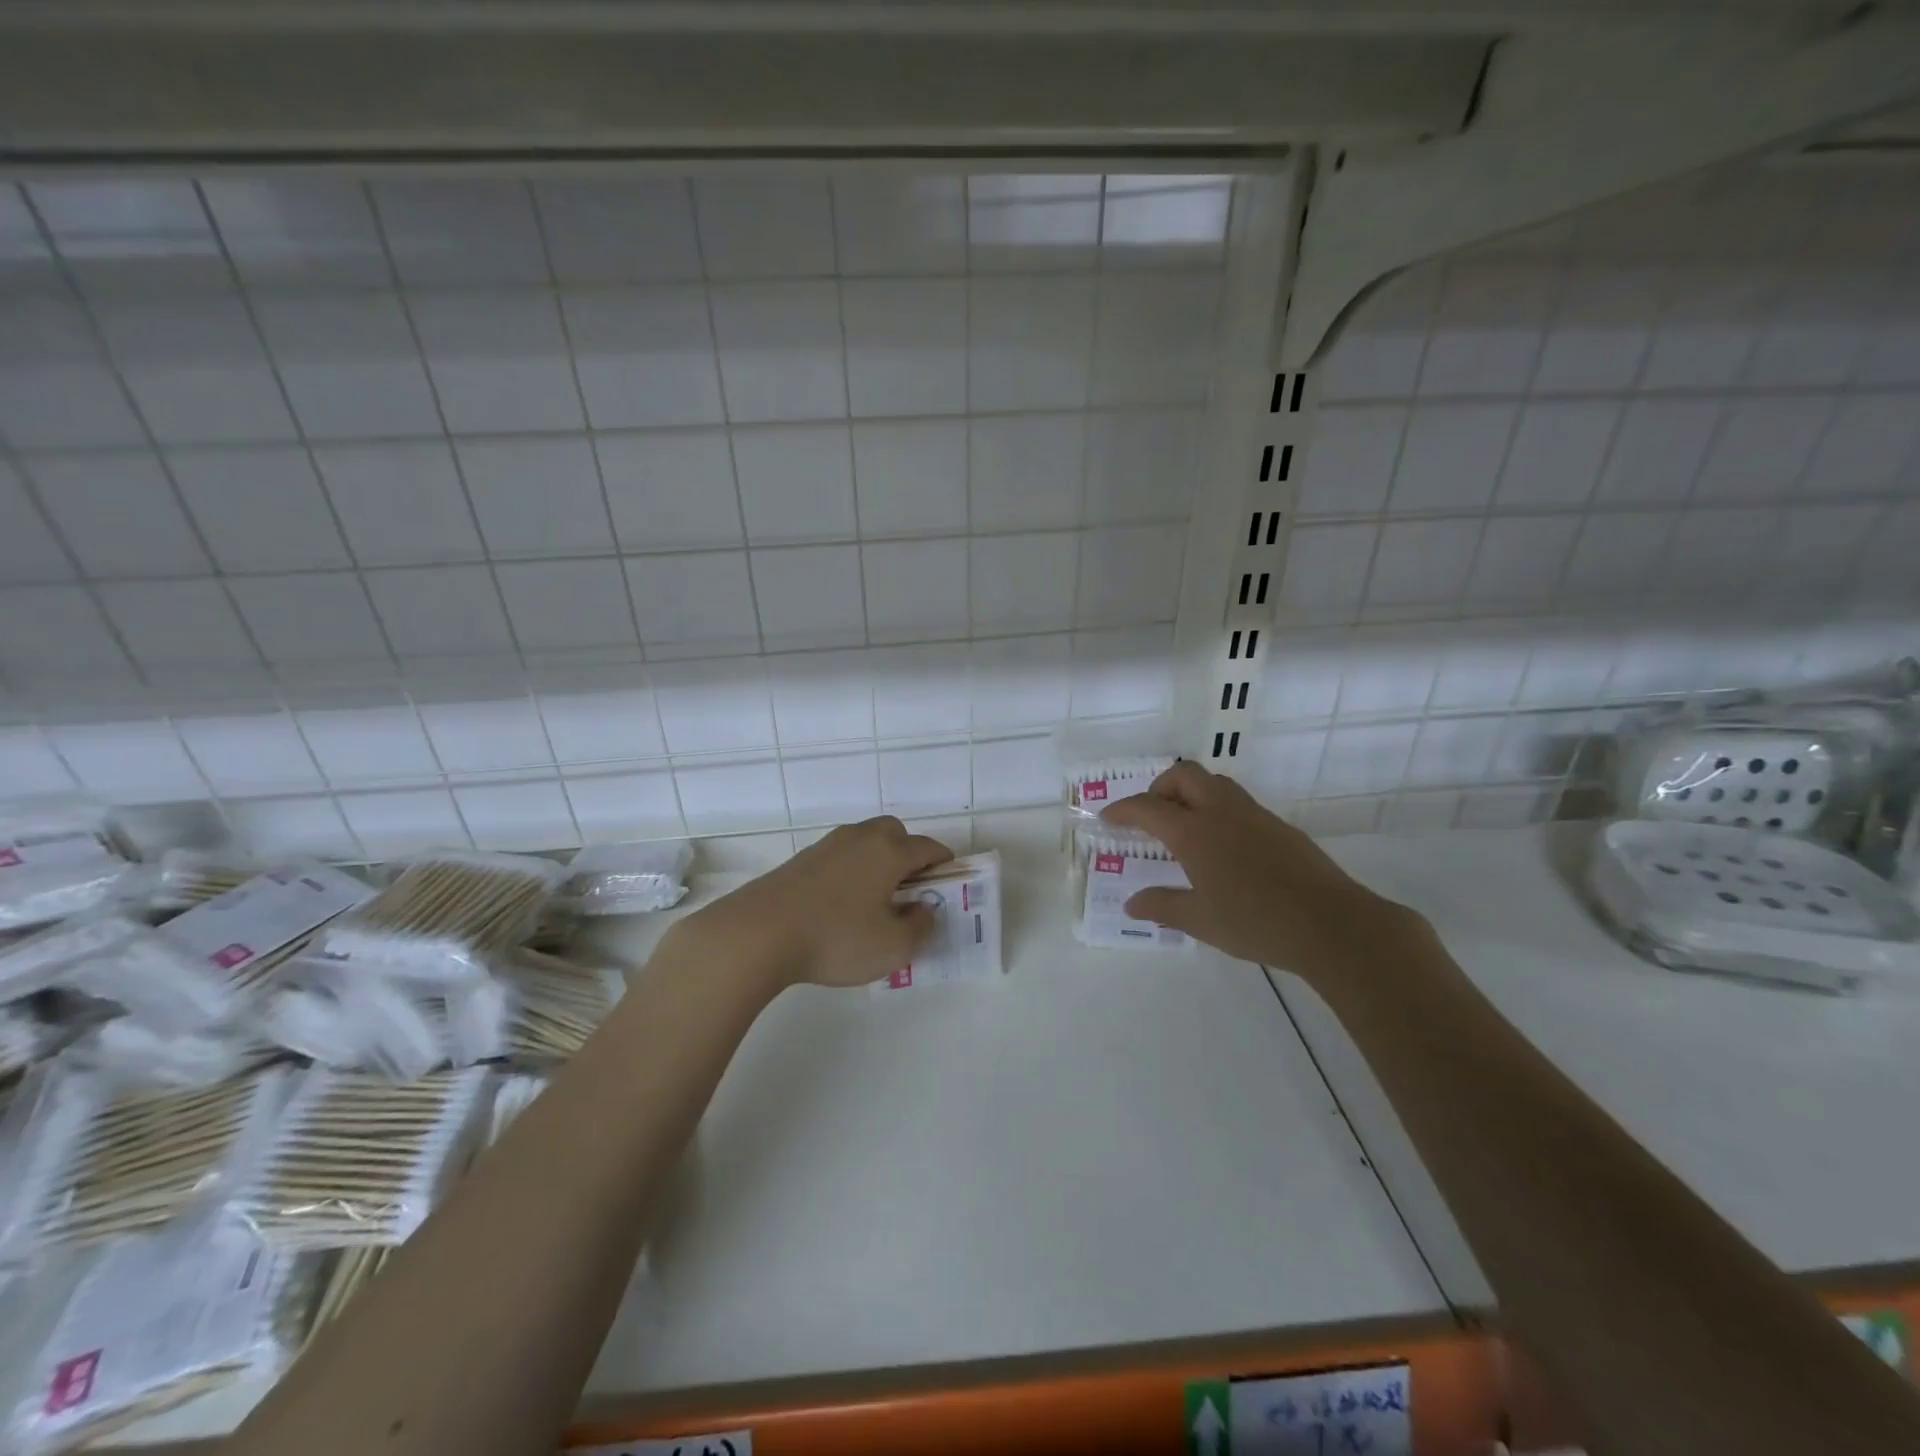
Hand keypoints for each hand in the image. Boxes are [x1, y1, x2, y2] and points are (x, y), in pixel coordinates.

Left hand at [666, 817, 952, 992]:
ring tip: (874, 901)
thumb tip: (925, 909)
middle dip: (909, 855)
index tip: (948, 887)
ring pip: (865, 843)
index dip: (944, 866)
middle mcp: (861, 838)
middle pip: (895, 833)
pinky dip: (850, 872)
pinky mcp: (800, 861)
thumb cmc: (836, 938)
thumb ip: (921, 927)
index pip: (929, 848)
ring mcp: (827, 846)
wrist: (758, 933)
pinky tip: (840, 906)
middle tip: (909, 890)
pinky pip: (840, 857)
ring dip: (877, 862)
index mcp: (889, 851)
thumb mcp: (893, 947)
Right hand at [1100, 761, 1426, 979]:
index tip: (1108, 818)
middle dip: (1159, 788)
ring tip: (1184, 828)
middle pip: (1183, 775)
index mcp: (1194, 832)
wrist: (1330, 924)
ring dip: (1191, 794)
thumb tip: (1132, 904)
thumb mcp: (1200, 921)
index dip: (1123, 809)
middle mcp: (1221, 812)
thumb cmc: (1255, 922)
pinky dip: (1216, 809)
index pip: (1147, 807)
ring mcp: (1254, 815)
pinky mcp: (1279, 826)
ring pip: (1214, 783)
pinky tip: (1222, 846)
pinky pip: (1237, 802)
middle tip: (1151, 817)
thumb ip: (1162, 906)